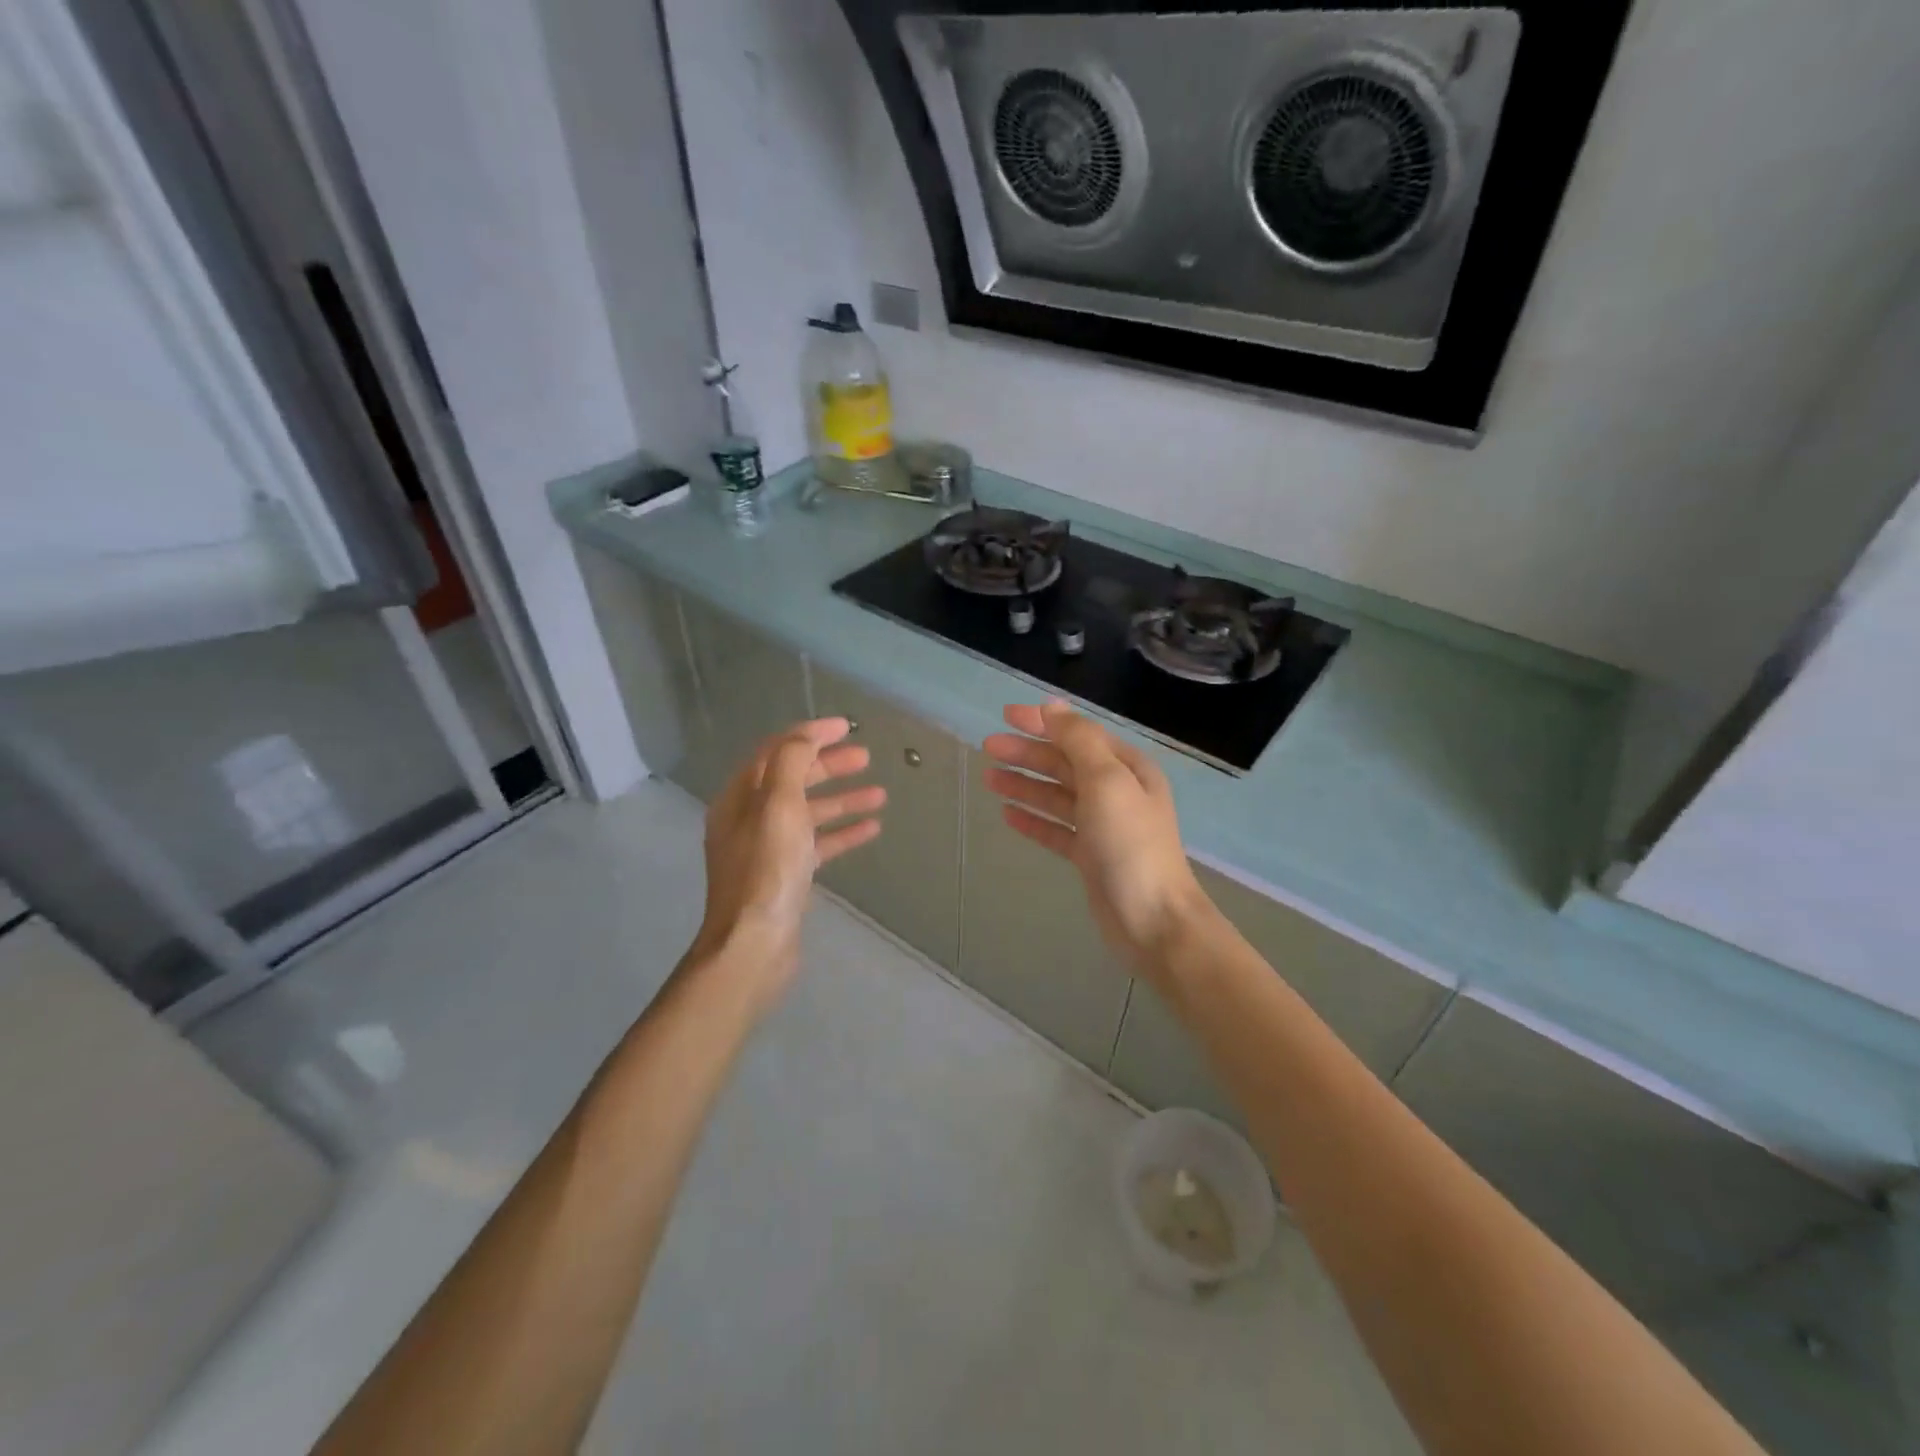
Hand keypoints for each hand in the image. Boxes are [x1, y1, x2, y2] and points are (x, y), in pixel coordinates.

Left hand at [691, 718, 884, 1005]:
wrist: (754, 944)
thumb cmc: (767, 869)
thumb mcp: (778, 805)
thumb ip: (791, 762)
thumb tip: (806, 735)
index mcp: (739, 797)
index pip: (775, 751)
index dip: (809, 734)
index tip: (845, 726)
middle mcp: (749, 819)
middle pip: (793, 779)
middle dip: (829, 765)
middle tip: (866, 757)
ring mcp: (768, 849)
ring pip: (809, 813)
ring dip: (842, 800)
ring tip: (880, 794)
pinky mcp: (786, 875)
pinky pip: (818, 844)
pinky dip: (842, 833)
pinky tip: (871, 829)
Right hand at [982, 701, 1207, 977]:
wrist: (1153, 920)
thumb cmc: (1130, 844)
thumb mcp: (1106, 781)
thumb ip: (1079, 740)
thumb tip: (1052, 707)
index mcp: (1126, 768)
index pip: (1078, 734)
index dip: (1042, 722)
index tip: (1005, 715)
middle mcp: (1116, 792)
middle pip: (1064, 763)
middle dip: (1027, 753)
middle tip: (988, 747)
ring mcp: (1103, 826)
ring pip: (1057, 796)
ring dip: (1025, 784)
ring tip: (989, 779)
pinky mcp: (1090, 856)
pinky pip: (1056, 829)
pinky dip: (1034, 819)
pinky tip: (1008, 814)